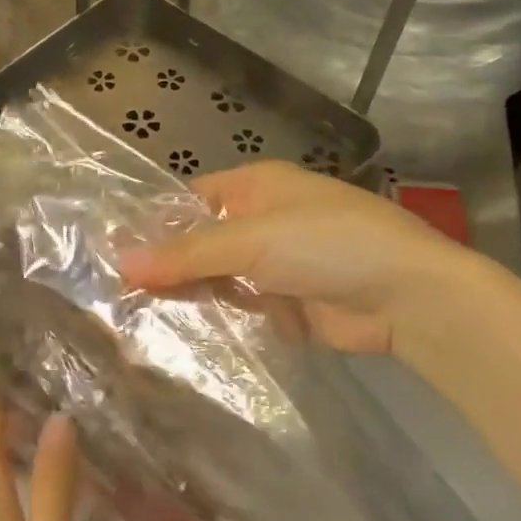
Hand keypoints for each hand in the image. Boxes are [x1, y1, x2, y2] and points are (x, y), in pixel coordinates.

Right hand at [119, 159, 477, 357]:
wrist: (408, 296)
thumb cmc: (327, 245)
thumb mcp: (251, 240)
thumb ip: (187, 254)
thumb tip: (121, 263)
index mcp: (257, 186)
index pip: (192, 198)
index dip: (155, 222)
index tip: (112, 251)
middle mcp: (264, 219)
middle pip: (203, 240)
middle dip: (169, 265)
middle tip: (117, 293)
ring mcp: (278, 263)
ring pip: (221, 277)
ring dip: (193, 295)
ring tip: (138, 318)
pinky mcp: (291, 303)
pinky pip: (245, 308)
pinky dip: (223, 318)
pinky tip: (185, 334)